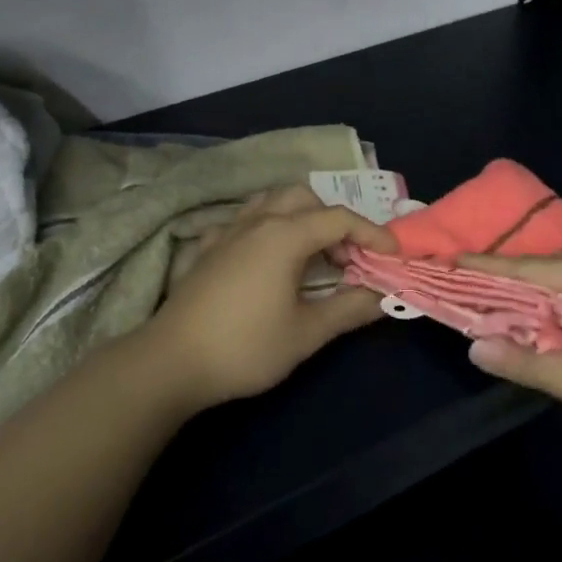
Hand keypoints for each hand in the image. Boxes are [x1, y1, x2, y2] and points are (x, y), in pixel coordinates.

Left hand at [143, 185, 395, 409]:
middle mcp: (257, 222)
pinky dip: (264, 228)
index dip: (372, 234)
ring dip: (298, 216)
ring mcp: (227, 232)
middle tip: (344, 258)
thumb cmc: (244, 347)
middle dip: (332, 220)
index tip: (392, 256)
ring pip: (270, 202)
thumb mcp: (306, 334)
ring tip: (309, 253)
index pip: (339, 219)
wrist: (170, 362)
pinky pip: (242, 221)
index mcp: (284, 235)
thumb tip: (382, 296)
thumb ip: (349, 309)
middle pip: (304, 198)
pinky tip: (264, 259)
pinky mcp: (206, 249)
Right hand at [455, 256, 561, 459]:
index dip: (487, 268)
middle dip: (507, 281)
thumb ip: (529, 364)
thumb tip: (476, 347)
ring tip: (497, 302)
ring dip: (536, 296)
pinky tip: (549, 320)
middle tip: (465, 286)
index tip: (449, 261)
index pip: (530, 268)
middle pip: (550, 272)